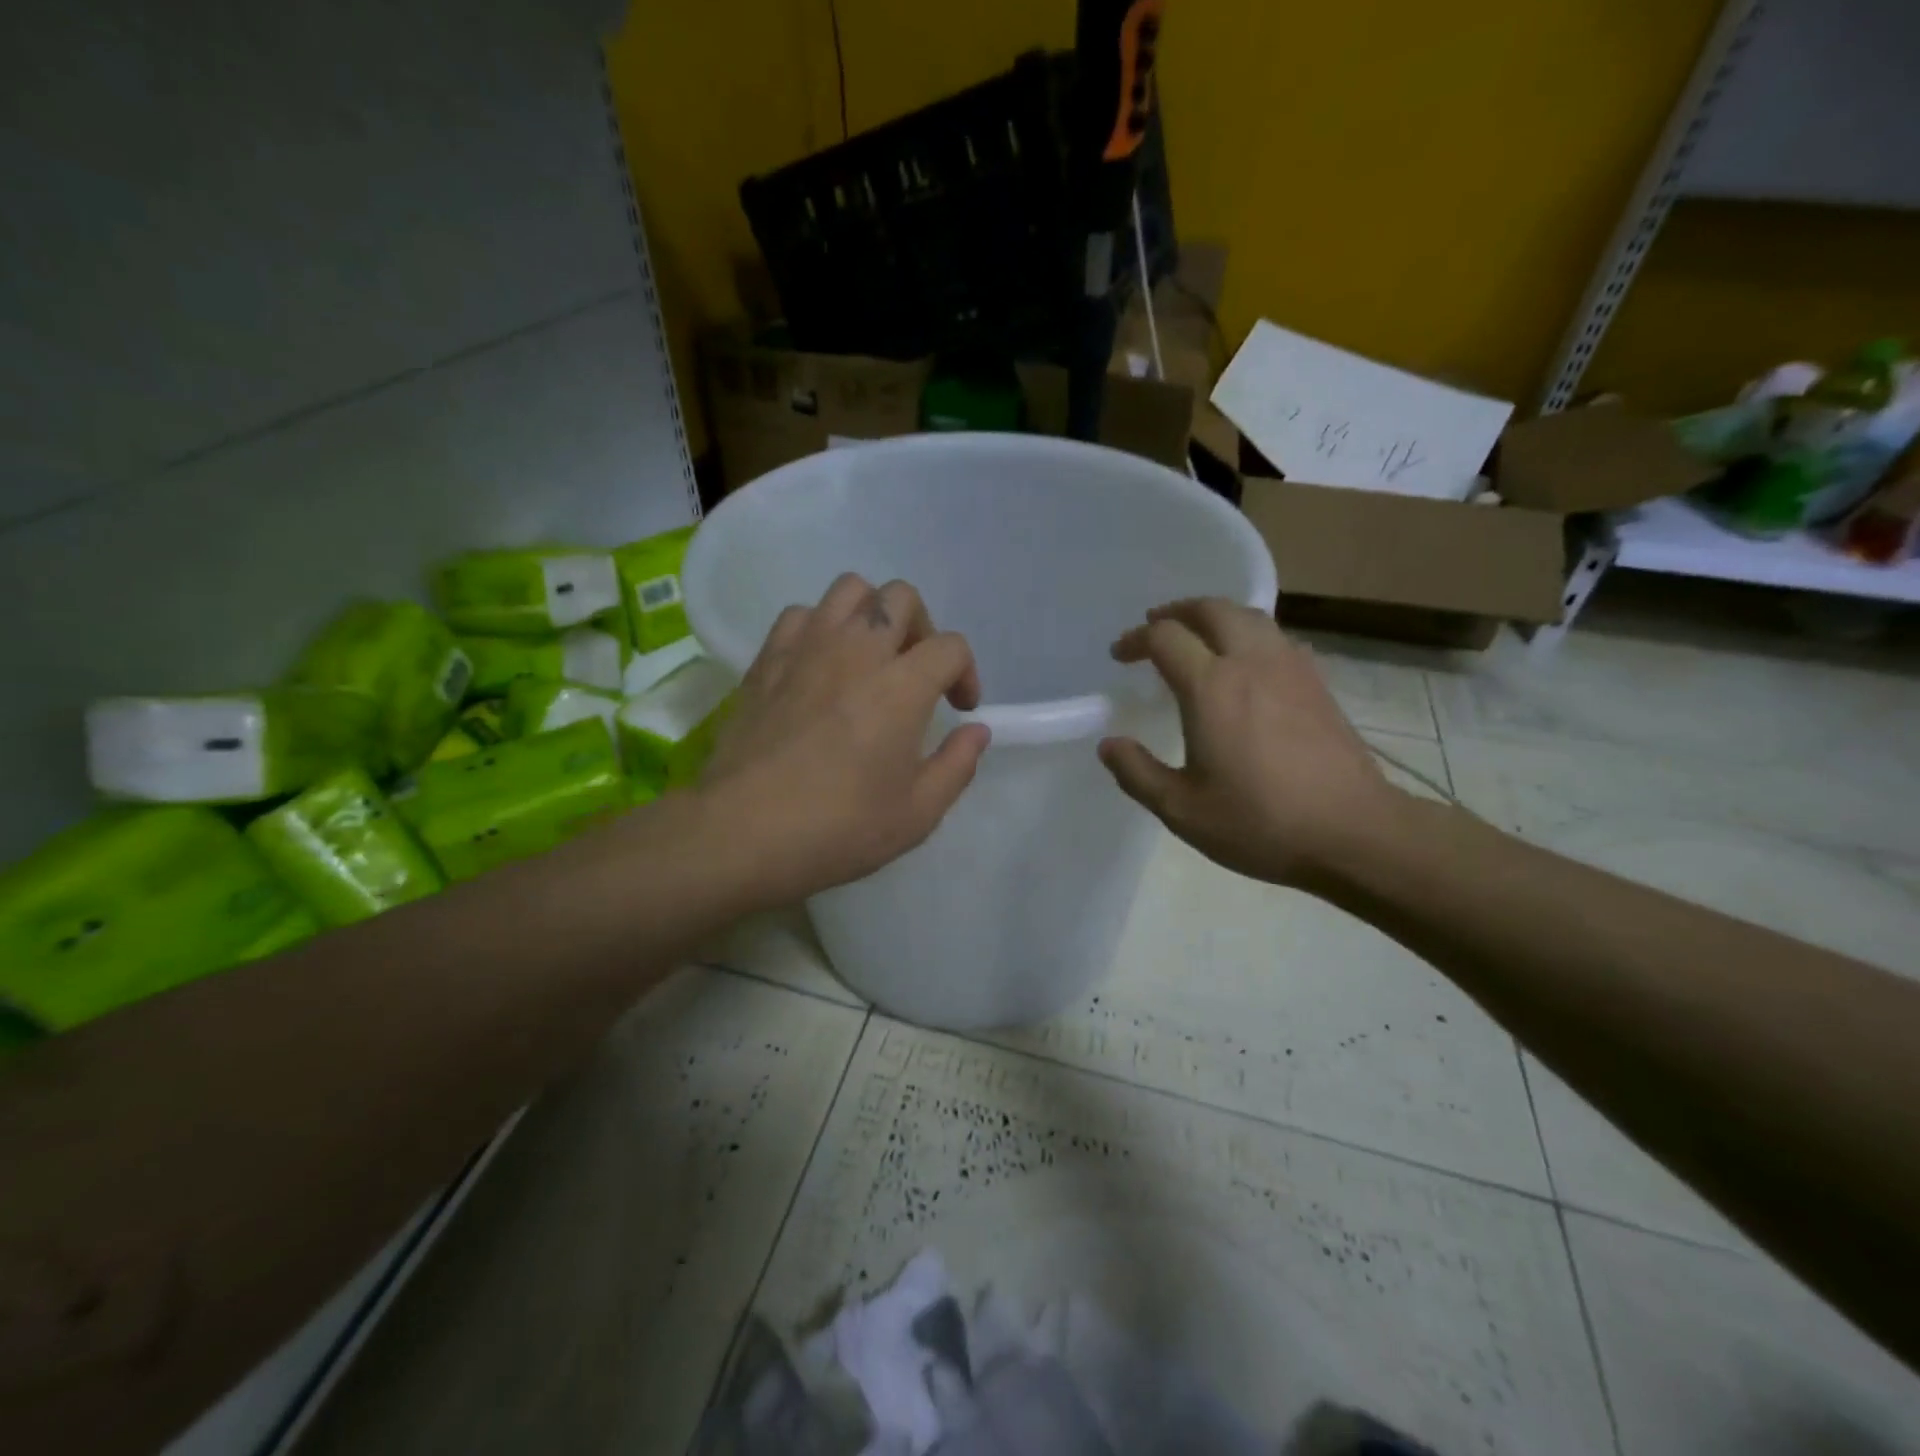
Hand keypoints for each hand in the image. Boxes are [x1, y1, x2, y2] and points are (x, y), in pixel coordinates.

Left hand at [700, 574, 990, 906]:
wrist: (742, 832)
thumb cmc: (838, 828)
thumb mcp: (917, 814)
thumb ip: (957, 765)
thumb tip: (975, 731)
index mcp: (901, 686)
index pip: (950, 647)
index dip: (966, 673)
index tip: (959, 709)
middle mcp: (856, 650)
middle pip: (901, 597)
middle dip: (922, 628)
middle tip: (916, 673)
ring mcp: (806, 648)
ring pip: (849, 589)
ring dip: (870, 615)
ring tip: (869, 658)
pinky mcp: (766, 659)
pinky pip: (800, 615)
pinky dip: (820, 628)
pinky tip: (820, 666)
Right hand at [1098, 599, 1407, 889]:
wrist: (1352, 832)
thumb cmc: (1259, 822)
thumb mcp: (1181, 809)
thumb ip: (1137, 773)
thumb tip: (1109, 744)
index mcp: (1211, 687)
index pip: (1165, 637)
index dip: (1135, 639)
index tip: (1119, 655)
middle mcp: (1251, 663)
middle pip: (1212, 609)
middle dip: (1177, 611)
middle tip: (1155, 627)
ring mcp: (1291, 669)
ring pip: (1249, 616)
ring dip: (1215, 616)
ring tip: (1197, 636)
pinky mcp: (1317, 684)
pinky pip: (1276, 637)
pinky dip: (1249, 634)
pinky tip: (1246, 663)